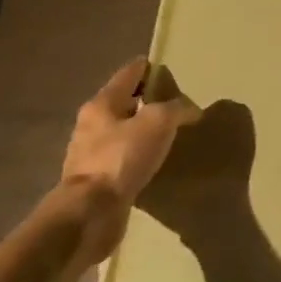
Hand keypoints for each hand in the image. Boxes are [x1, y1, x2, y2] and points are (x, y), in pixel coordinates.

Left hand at [60, 57, 197, 259]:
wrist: (90, 213)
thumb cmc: (122, 157)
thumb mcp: (159, 122)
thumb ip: (177, 108)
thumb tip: (190, 110)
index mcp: (102, 104)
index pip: (129, 74)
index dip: (150, 68)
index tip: (170, 68)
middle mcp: (92, 124)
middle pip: (124, 101)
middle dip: (148, 99)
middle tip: (177, 102)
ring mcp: (91, 153)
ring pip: (123, 130)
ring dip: (143, 129)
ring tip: (170, 132)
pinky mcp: (97, 179)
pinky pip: (123, 156)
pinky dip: (139, 153)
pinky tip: (155, 160)